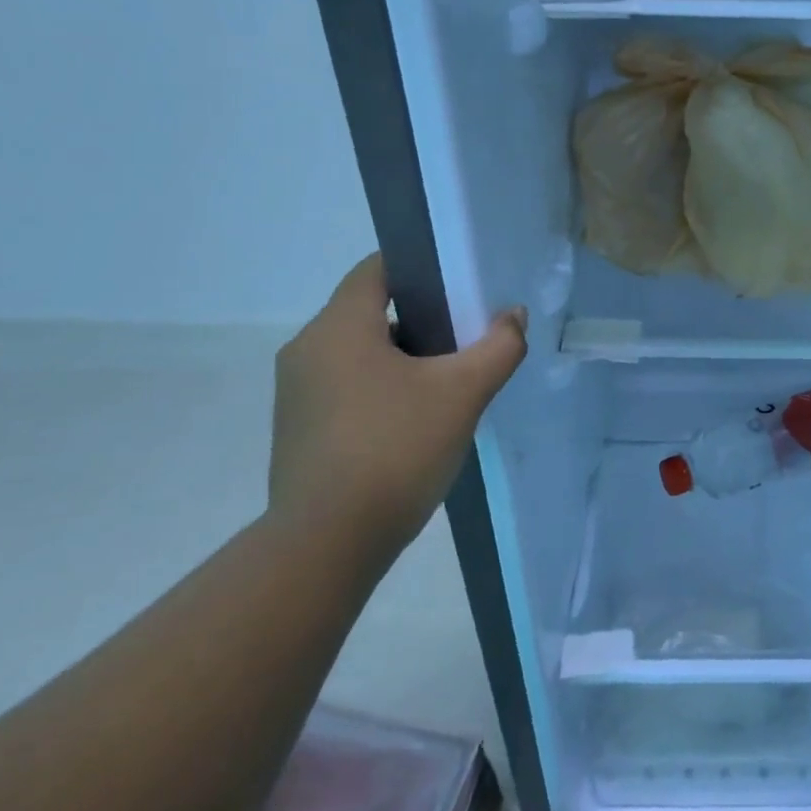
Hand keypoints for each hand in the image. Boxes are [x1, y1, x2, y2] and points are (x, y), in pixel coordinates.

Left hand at [268, 254, 527, 551]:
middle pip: (370, 312)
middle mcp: (307, 349)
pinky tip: (414, 425)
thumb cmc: (396, 449)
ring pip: (358, 354)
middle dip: (421, 320)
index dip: (420, 268)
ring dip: (402, 360)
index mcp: (339, 327)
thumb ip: (498, 347)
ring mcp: (296, 393)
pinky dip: (380, 391)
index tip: (459, 287)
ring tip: (447, 386)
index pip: (377, 269)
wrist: (328, 542)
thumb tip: (514, 317)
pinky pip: (345, 389)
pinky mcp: (297, 430)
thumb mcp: (462, 393)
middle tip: (465, 341)